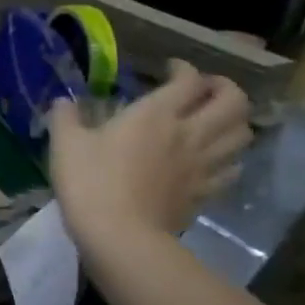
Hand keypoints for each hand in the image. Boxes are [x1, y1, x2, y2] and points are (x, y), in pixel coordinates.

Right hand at [49, 61, 252, 246]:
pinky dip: (229, 159)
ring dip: (234, 121)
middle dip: (225, 89)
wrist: (119, 235)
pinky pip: (232, 169)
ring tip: (215, 121)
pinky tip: (214, 160)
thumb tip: (62, 102)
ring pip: (242, 134)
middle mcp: (188, 133)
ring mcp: (202, 165)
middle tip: (205, 90)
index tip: (169, 69)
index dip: (184, 69)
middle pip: (233, 102)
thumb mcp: (65, 144)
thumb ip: (65, 117)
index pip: (188, 79)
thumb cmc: (90, 183)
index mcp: (155, 114)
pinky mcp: (204, 193)